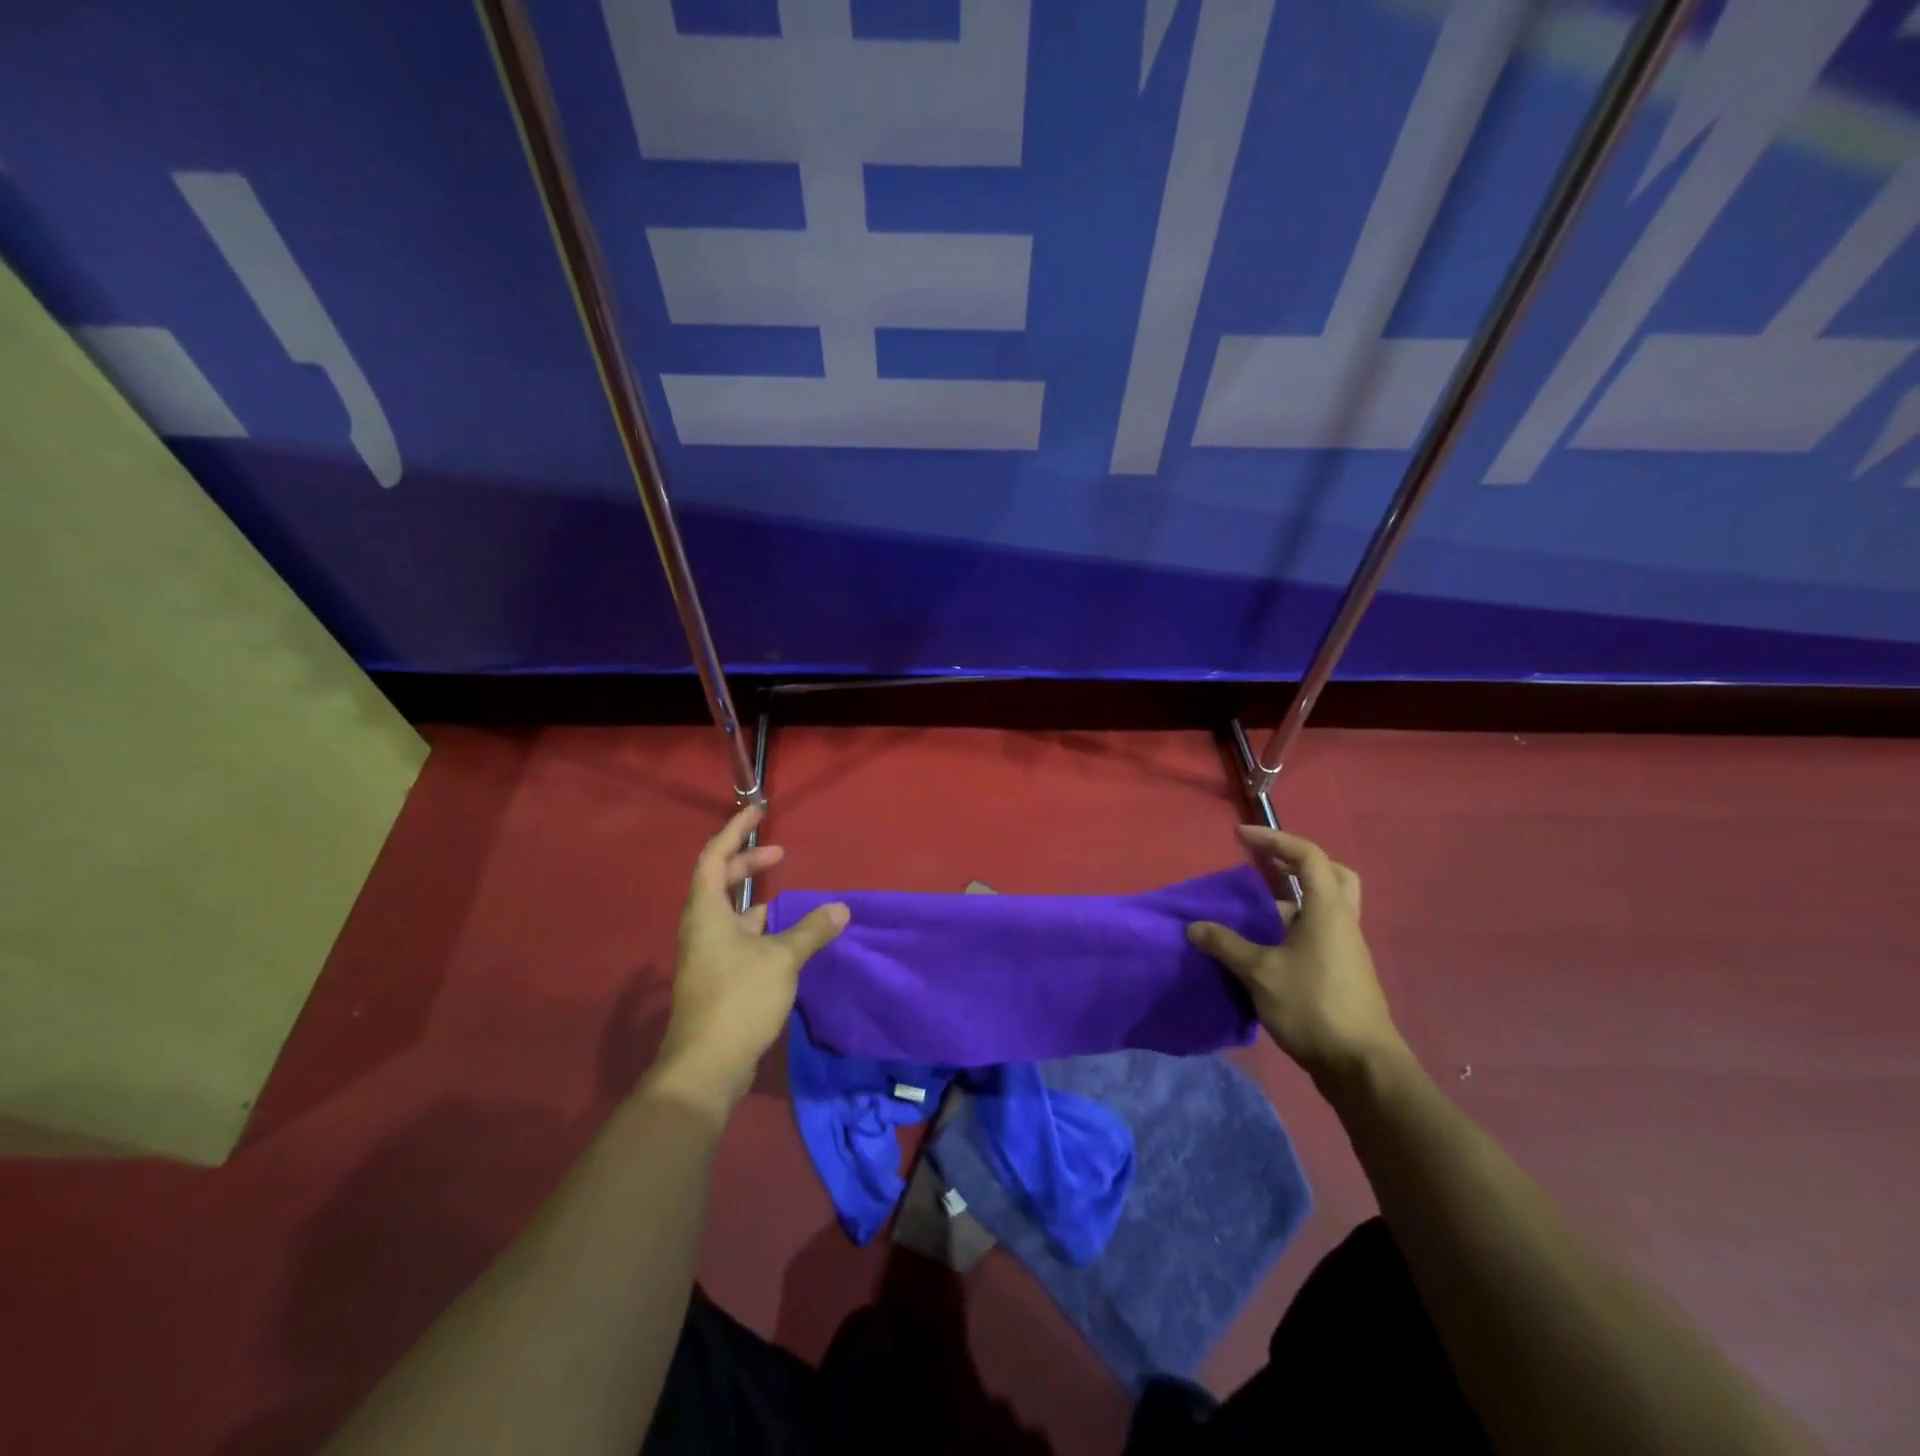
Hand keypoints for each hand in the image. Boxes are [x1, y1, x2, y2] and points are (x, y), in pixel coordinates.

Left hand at [655, 805, 848, 1110]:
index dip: (735, 830)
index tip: (757, 811)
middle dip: (748, 862)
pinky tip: (784, 939)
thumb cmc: (739, 999)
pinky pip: (737, 938)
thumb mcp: (782, 959)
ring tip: (787, 895)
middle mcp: (701, 927)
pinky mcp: (716, 978)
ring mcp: (706, 955)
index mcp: (707, 912)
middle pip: (719, 881)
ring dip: (755, 899)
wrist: (706, 1066)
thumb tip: (840, 909)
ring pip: (729, 913)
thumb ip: (811, 931)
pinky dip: (759, 928)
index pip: (715, 856)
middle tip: (779, 853)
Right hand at [1188, 826, 1405, 1087]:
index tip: (1240, 836)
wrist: (1361, 1067)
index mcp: (1328, 910)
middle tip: (1267, 866)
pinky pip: (1319, 932)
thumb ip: (1226, 945)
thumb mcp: (1260, 973)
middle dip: (1298, 863)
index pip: (1307, 856)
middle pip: (1332, 874)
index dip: (1274, 839)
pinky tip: (1265, 948)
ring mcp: (1347, 948)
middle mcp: (1343, 922)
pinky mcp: (1343, 972)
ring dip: (1293, 899)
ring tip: (1254, 910)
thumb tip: (1195, 927)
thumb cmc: (1313, 1007)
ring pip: (1325, 906)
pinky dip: (1293, 927)